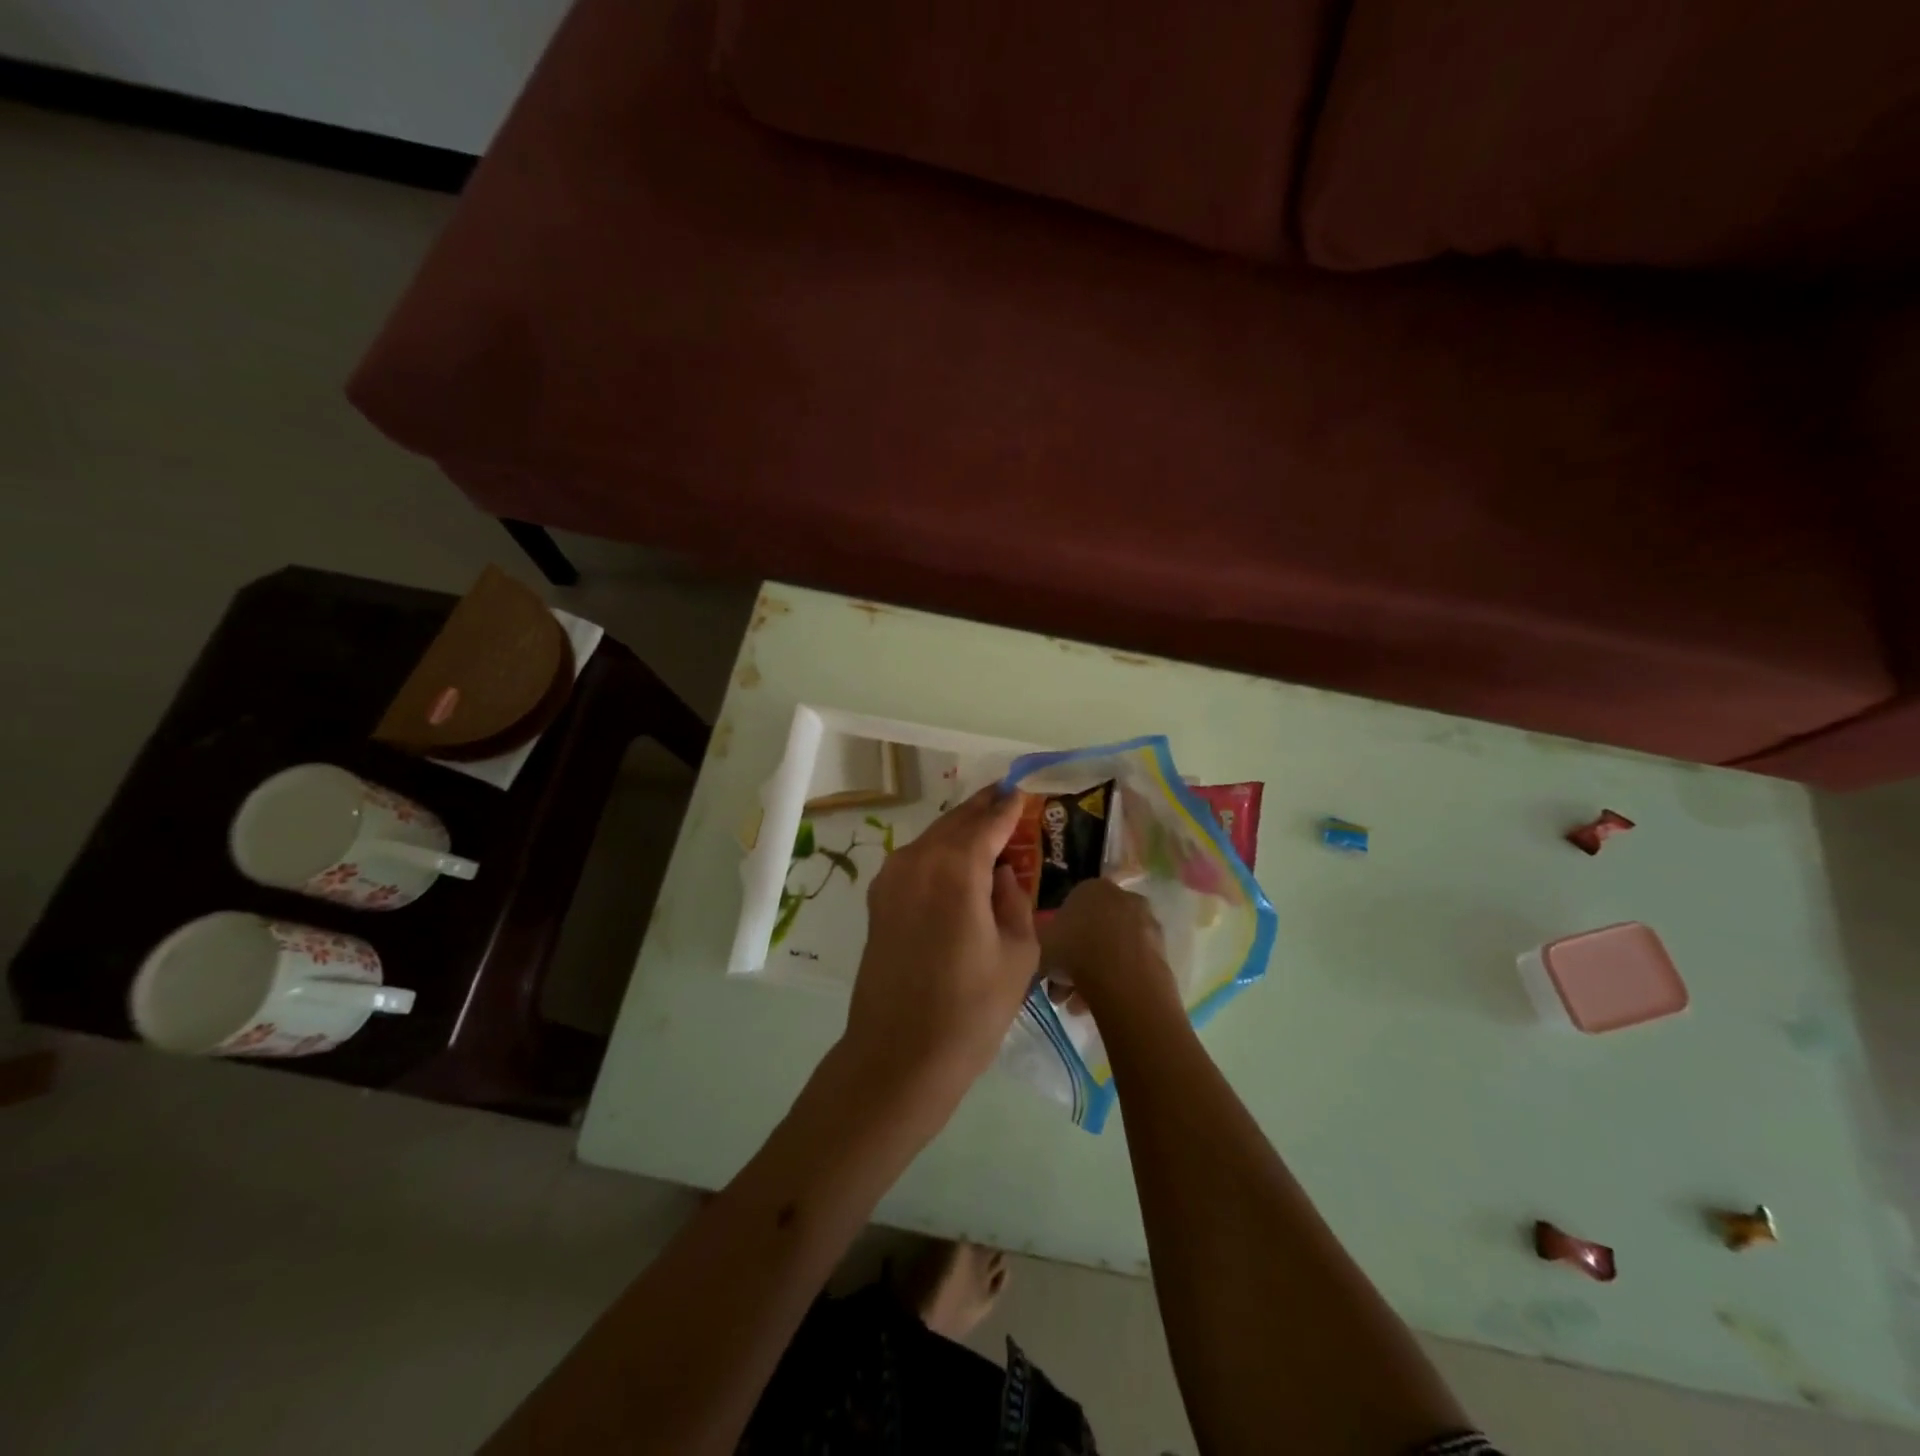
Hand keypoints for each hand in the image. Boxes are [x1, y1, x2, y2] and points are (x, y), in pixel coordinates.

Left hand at [840, 786, 1039, 1124]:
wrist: (900, 1055)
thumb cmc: (971, 1009)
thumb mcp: (1018, 953)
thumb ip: (1014, 900)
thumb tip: (1002, 873)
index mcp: (956, 869)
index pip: (987, 822)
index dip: (1007, 806)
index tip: (1022, 791)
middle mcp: (918, 861)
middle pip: (956, 822)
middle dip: (983, 809)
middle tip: (1007, 798)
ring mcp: (892, 878)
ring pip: (933, 838)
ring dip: (960, 830)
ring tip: (988, 829)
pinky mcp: (879, 899)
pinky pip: (916, 860)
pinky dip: (940, 852)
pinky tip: (958, 863)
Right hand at [1039, 879, 1176, 1019]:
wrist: (1122, 976)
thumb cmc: (1074, 951)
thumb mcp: (1041, 944)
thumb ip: (1042, 942)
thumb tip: (1044, 950)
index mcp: (1090, 887)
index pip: (1069, 909)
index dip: (1057, 939)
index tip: (1050, 963)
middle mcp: (1121, 897)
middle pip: (1092, 931)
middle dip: (1075, 961)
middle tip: (1061, 989)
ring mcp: (1145, 922)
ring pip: (1111, 949)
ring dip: (1093, 975)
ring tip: (1077, 1006)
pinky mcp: (1161, 948)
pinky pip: (1130, 964)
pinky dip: (1116, 980)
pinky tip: (1100, 1003)